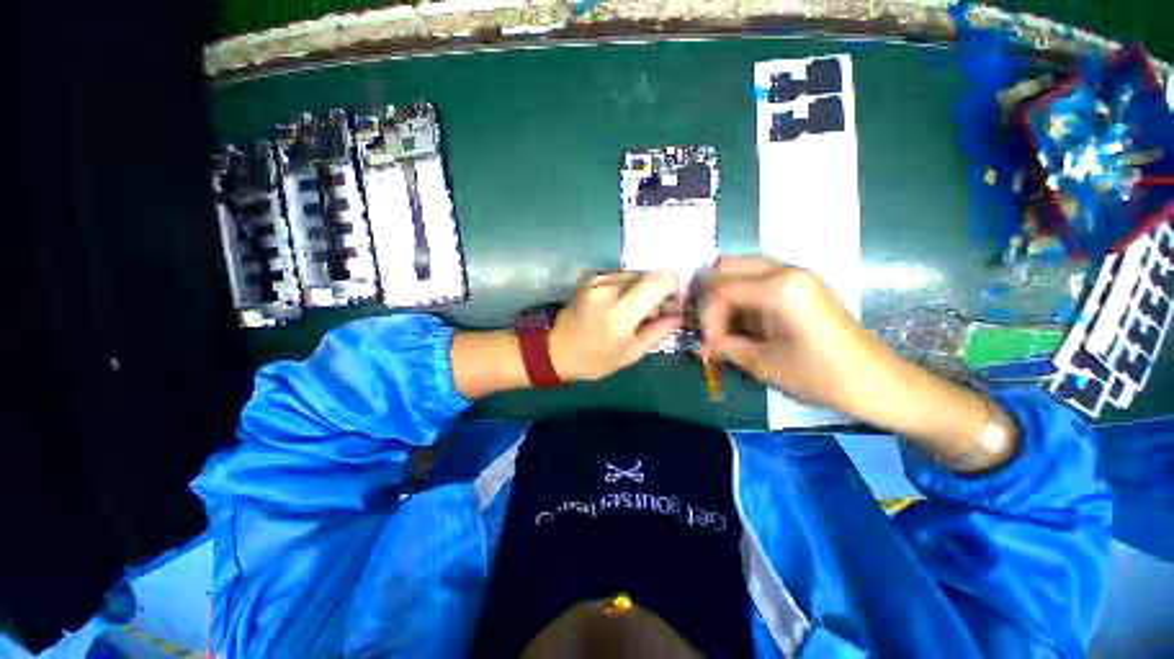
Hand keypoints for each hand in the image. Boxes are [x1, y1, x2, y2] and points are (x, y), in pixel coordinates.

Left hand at [549, 271, 682, 381]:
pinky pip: (622, 275)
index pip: (659, 281)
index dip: (674, 289)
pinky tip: (624, 304)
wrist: (556, 350)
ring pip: (637, 273)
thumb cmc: (595, 360)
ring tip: (639, 310)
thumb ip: (660, 331)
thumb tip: (680, 314)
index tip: (673, 306)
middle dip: (660, 290)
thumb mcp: (632, 353)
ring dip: (645, 288)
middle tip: (658, 311)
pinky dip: (631, 287)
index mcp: (620, 312)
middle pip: (650, 274)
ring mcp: (598, 279)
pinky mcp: (592, 277)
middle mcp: (609, 288)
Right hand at [700, 256, 883, 412]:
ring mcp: (796, 274)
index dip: (707, 318)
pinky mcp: (801, 284)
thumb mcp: (762, 364)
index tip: (709, 345)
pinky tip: (744, 322)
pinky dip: (742, 297)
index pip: (720, 290)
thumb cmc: (819, 375)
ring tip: (725, 327)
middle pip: (726, 268)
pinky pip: (758, 279)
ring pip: (741, 270)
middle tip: (712, 328)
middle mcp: (785, 270)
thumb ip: (724, 347)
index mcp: (778, 288)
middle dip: (711, 299)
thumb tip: (702, 345)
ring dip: (726, 297)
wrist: (875, 381)